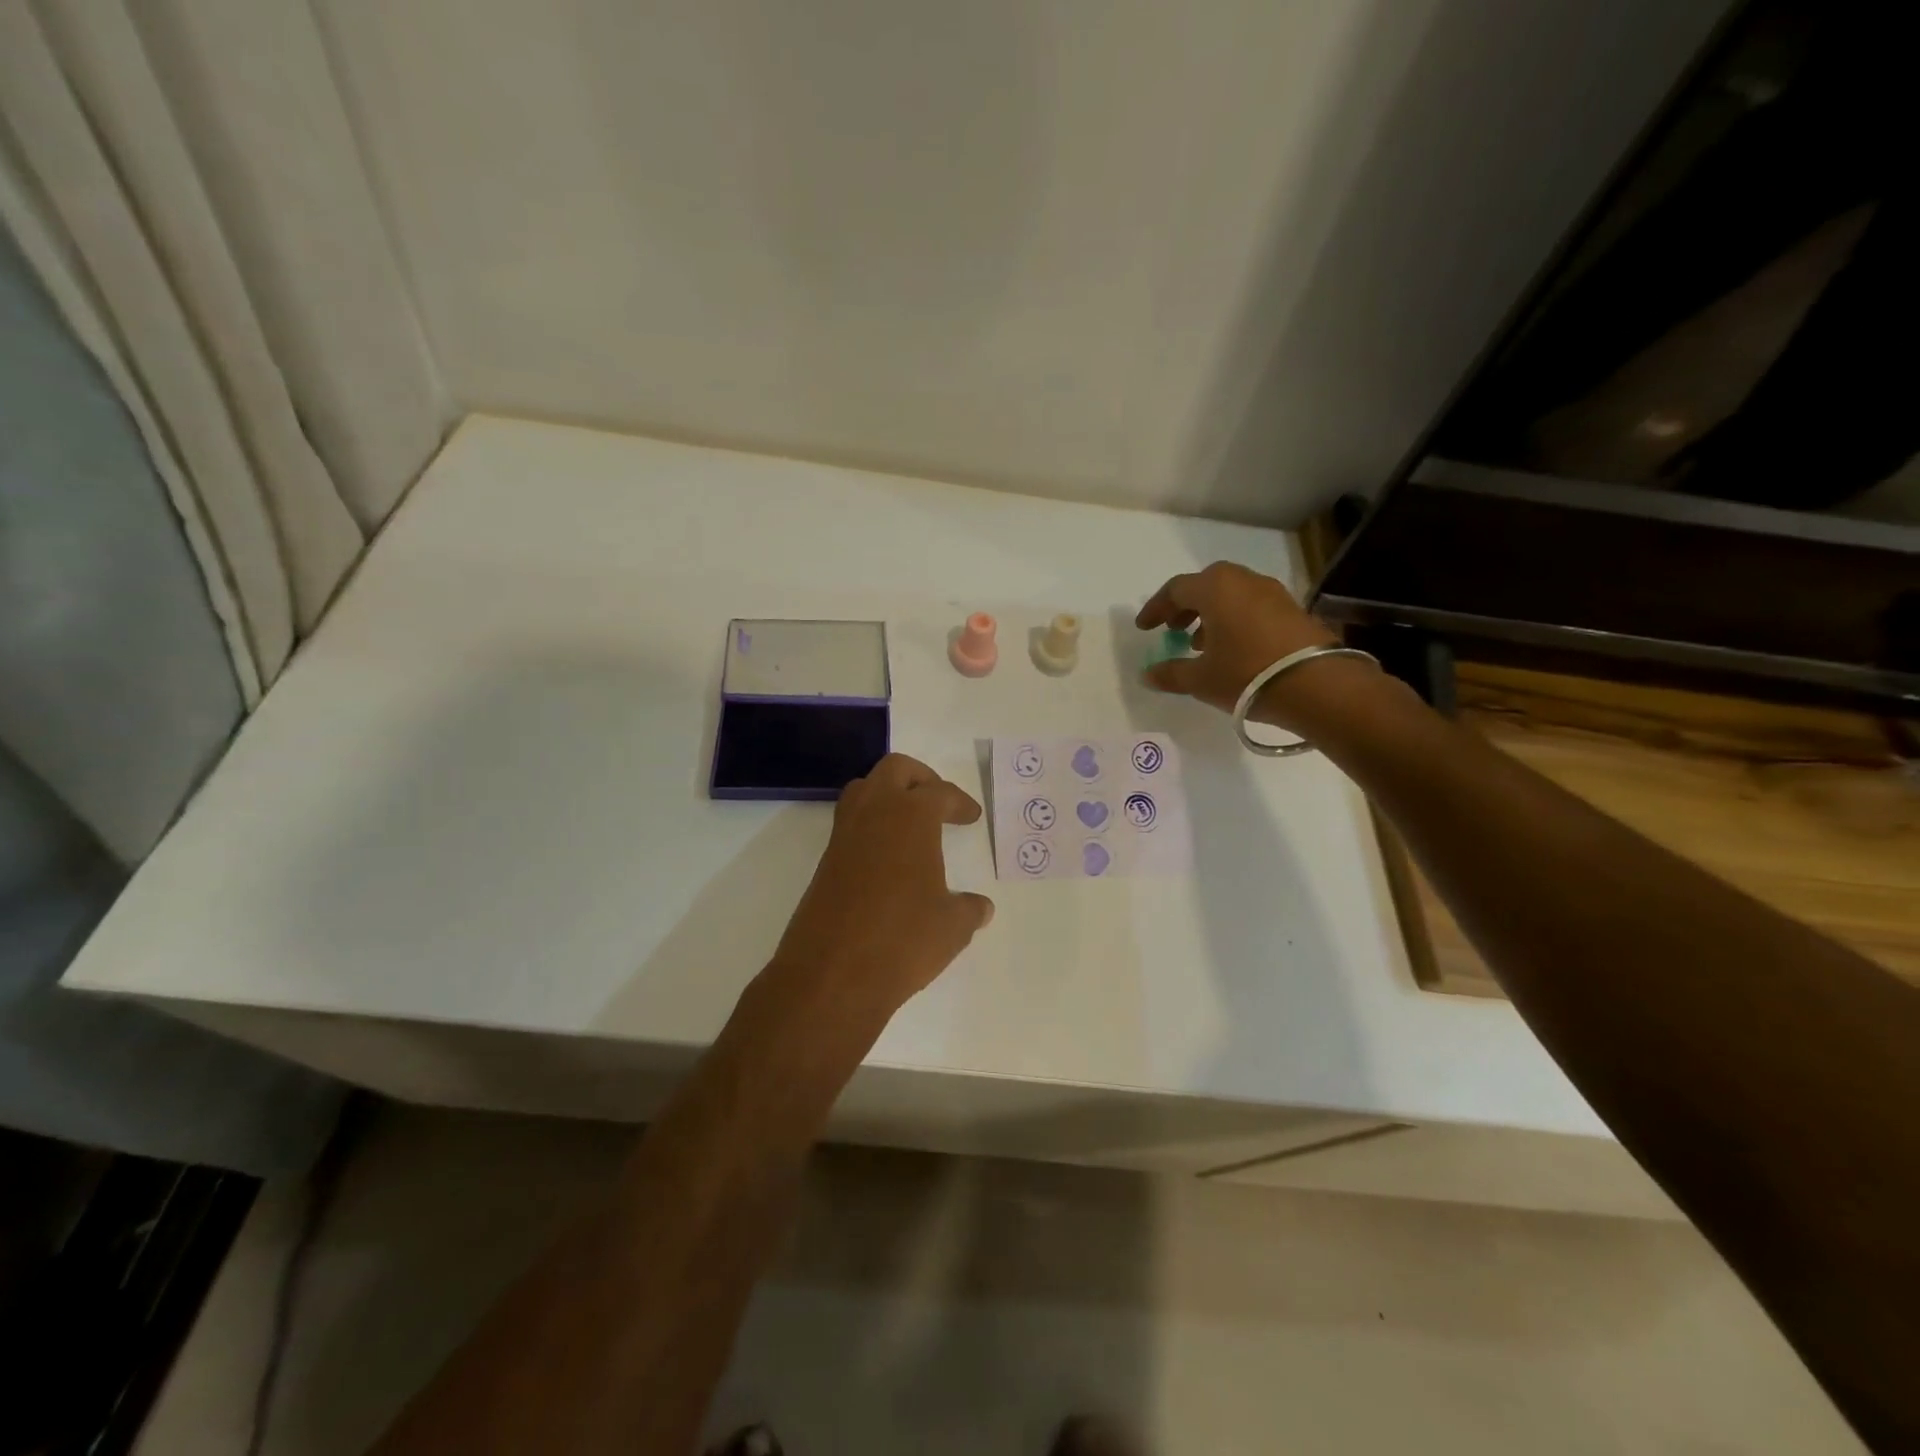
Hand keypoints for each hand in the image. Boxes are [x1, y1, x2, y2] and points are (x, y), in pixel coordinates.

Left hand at [769, 755, 993, 1020]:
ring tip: (911, 823)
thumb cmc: (903, 940)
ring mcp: (844, 835)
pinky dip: (871, 824)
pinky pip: (850, 822)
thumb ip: (969, 910)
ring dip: (888, 794)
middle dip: (921, 778)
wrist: (832, 974)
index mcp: (911, 817)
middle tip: (940, 802)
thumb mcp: (952, 927)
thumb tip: (981, 907)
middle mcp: (875, 813)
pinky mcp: (825, 860)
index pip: (940, 792)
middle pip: (895, 770)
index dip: (959, 802)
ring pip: (864, 789)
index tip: (971, 816)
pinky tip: (888, 857)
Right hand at [1135, 561, 1351, 727]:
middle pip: (1206, 585)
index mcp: (1215, 588)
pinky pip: (1252, 606)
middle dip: (1186, 606)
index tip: (1145, 628)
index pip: (1176, 589)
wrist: (1317, 685)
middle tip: (1173, 629)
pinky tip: (1233, 648)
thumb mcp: (1201, 679)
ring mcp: (1272, 593)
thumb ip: (1171, 673)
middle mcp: (1243, 581)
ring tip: (1201, 643)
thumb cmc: (1246, 674)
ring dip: (1212, 613)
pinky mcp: (1293, 609)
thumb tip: (1148, 674)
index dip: (1156, 608)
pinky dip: (1235, 619)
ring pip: (1232, 594)